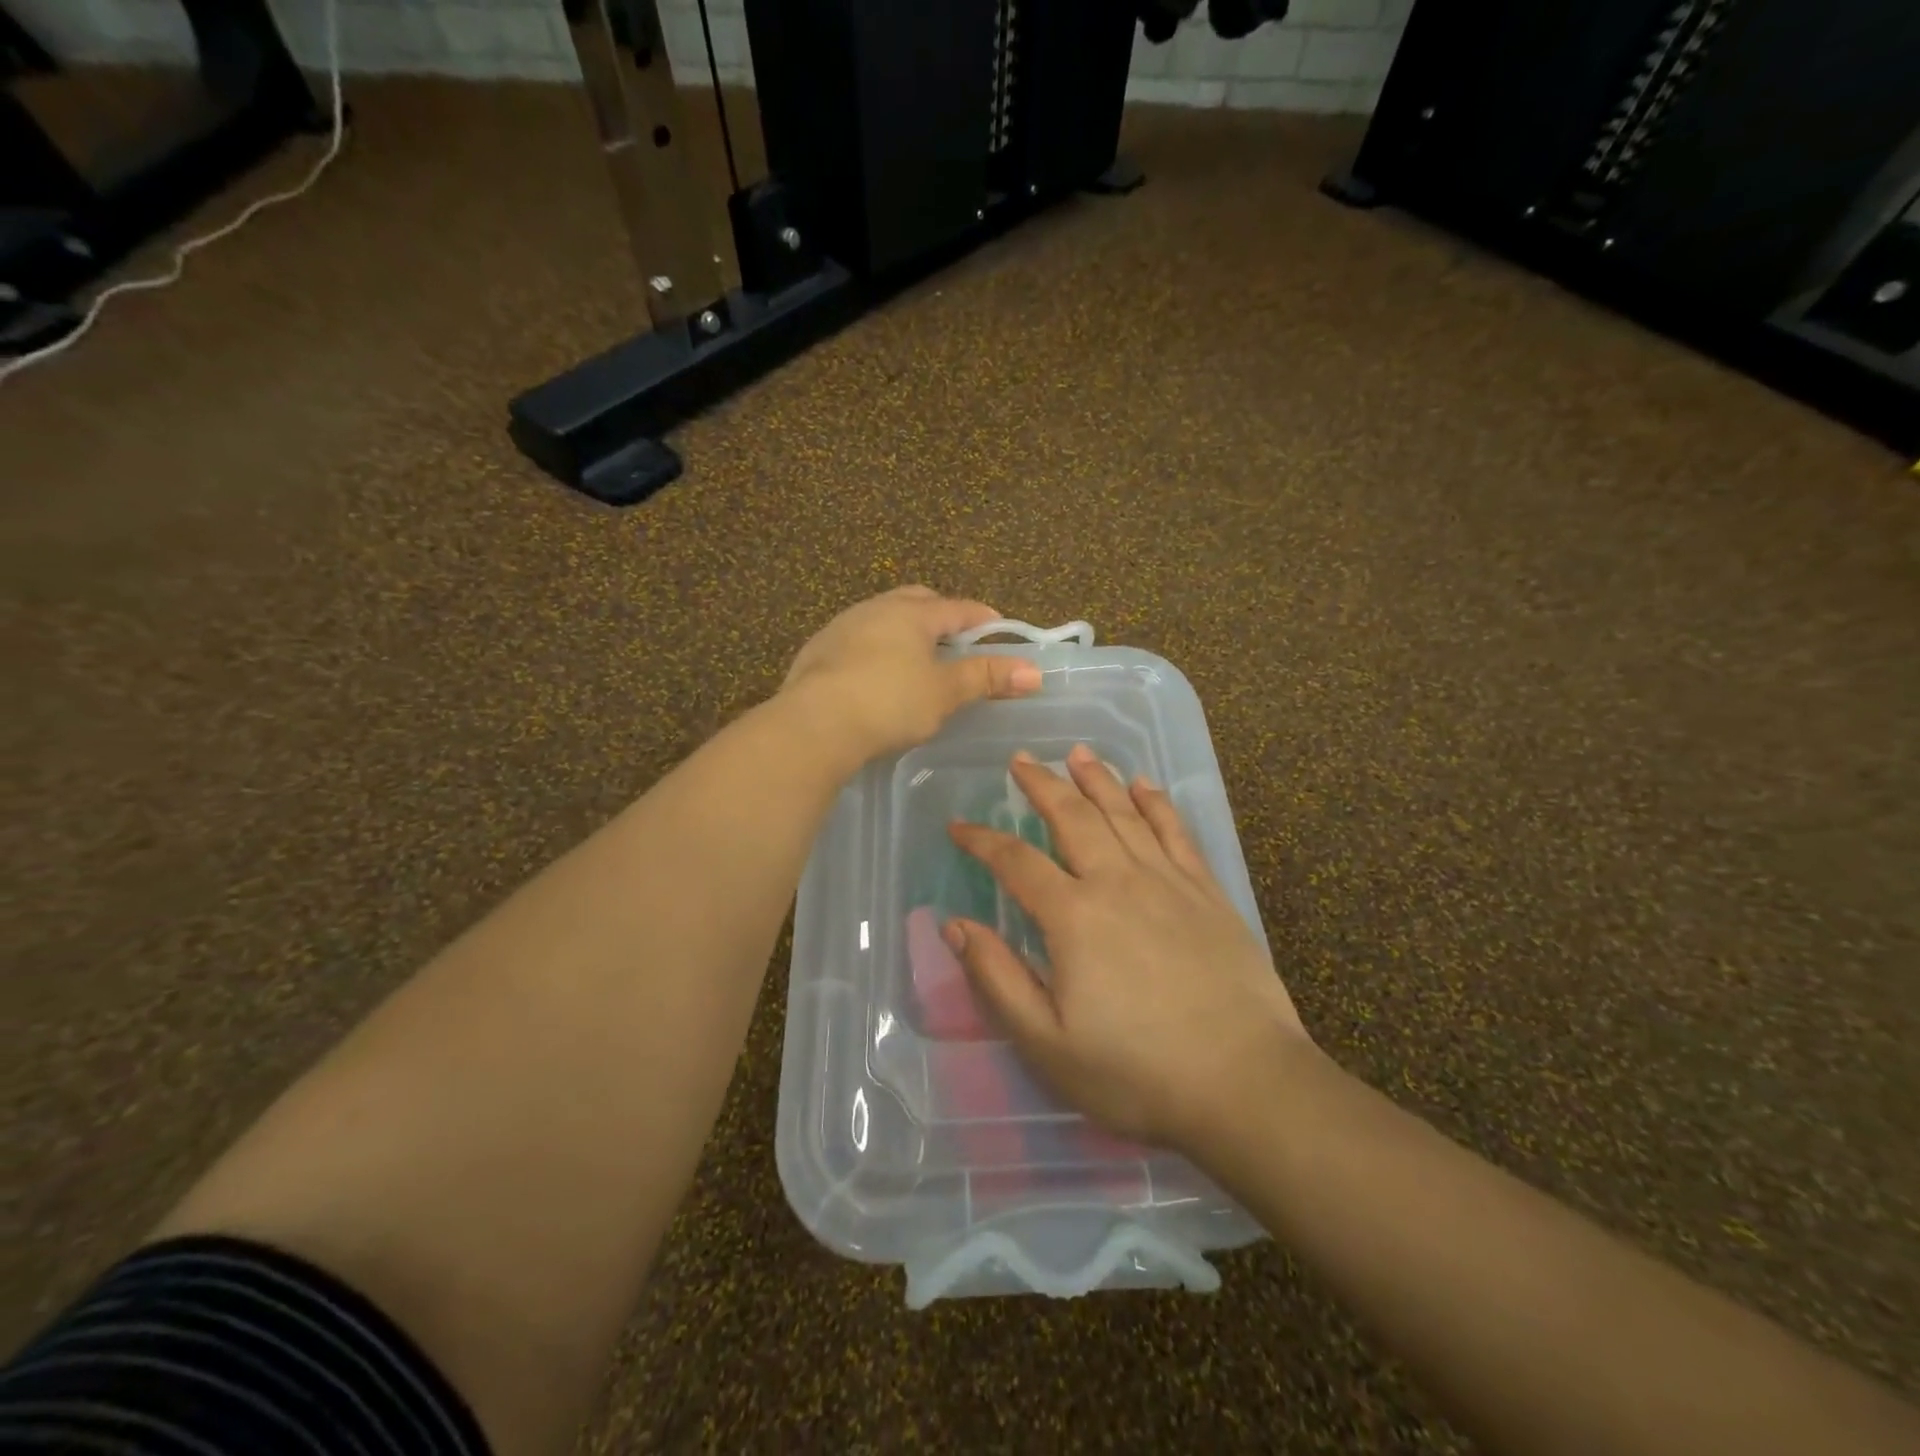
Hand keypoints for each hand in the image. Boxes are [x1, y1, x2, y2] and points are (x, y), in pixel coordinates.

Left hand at [781, 587, 1042, 763]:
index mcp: (911, 613)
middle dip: (940, 615)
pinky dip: (875, 650)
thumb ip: (986, 678)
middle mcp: (876, 609)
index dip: (983, 618)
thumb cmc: (890, 702)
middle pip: (916, 601)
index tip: (1000, 629)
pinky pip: (857, 641)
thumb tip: (1035, 671)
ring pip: (882, 618)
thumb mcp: (944, 692)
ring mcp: (842, 627)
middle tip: (956, 640)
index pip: (958, 608)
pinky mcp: (817, 651)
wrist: (814, 724)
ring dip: (904, 632)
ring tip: (916, 658)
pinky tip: (876, 676)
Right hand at [945, 746, 1310, 1151]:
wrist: (1243, 1084)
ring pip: (1124, 813)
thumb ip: (997, 977)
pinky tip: (1144, 784)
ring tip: (1077, 753)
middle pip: (1072, 817)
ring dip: (1097, 779)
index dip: (981, 840)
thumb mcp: (1046, 1041)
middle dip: (1041, 784)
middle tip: (1021, 759)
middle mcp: (1117, 881)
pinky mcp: (1207, 892)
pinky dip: (1157, 802)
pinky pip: (1176, 832)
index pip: (1015, 861)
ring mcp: (1167, 881)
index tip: (958, 827)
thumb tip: (954, 925)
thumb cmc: (1135, 1072)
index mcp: (1073, 916)